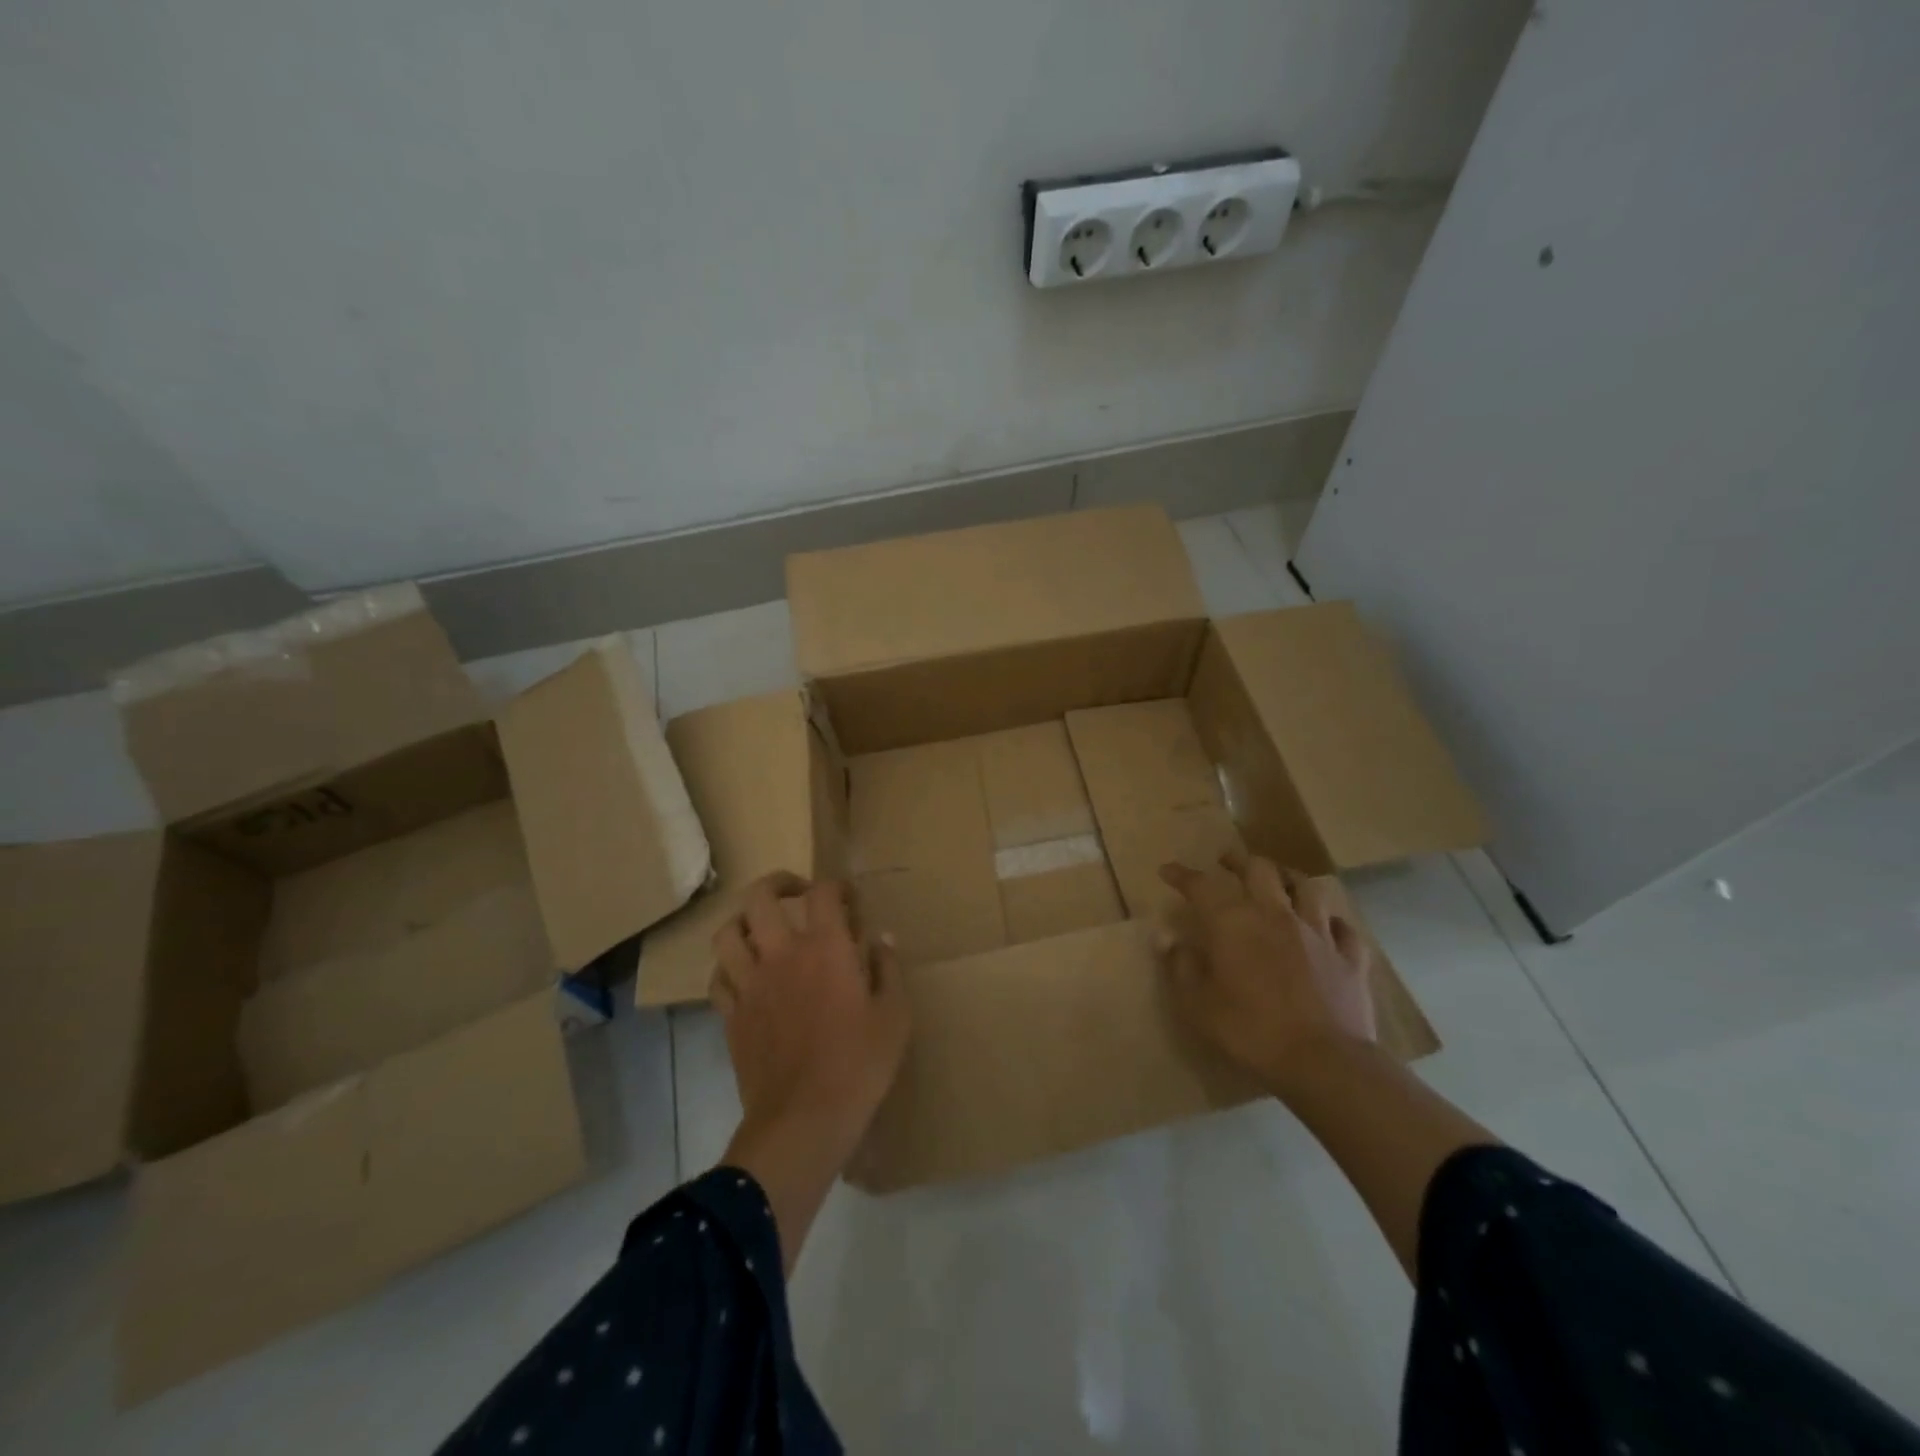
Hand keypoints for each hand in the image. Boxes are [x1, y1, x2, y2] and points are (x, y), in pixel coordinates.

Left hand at [712, 872, 908, 1269]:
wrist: (804, 1120)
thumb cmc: (859, 1065)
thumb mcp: (895, 1016)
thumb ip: (889, 969)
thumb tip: (882, 938)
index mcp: (825, 948)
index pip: (823, 893)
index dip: (837, 887)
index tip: (850, 900)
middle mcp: (781, 954)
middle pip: (760, 897)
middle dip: (779, 883)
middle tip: (797, 892)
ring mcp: (750, 984)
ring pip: (728, 932)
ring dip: (745, 921)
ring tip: (763, 928)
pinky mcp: (731, 1015)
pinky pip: (718, 976)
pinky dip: (729, 966)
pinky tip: (746, 974)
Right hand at [1158, 850, 1376, 1101]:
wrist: (1324, 1061)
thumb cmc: (1251, 1031)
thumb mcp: (1198, 1005)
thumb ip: (1181, 967)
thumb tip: (1169, 939)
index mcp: (1234, 922)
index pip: (1202, 886)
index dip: (1183, 875)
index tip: (1169, 870)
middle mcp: (1276, 914)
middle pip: (1260, 869)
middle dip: (1239, 861)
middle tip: (1227, 862)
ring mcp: (1318, 933)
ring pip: (1307, 888)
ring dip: (1289, 880)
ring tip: (1280, 883)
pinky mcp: (1350, 957)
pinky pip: (1343, 928)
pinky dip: (1331, 924)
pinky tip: (1326, 928)